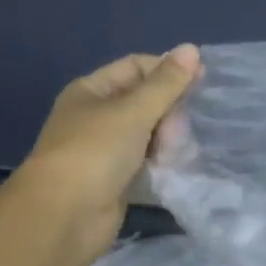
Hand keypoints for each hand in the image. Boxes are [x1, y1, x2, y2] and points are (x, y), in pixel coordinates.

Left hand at [15, 45, 201, 264]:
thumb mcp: (133, 111)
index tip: (201, 84)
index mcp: (92, 91)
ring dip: (168, 142)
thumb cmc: (95, 152)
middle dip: (169, 115)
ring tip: (178, 156)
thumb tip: (191, 48)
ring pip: (149, 136)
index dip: (167, 72)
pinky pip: (146, 165)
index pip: (136, 67)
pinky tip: (176, 171)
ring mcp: (105, 151)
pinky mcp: (115, 182)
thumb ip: (166, 84)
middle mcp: (96, 117)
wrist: (63, 216)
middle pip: (146, 103)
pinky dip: (162, 166)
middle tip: (177, 134)